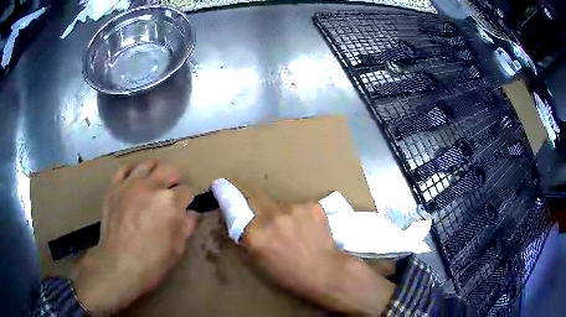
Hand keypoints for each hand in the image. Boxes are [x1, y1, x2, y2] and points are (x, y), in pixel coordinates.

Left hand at [71, 161, 198, 314]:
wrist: (118, 266)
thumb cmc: (151, 262)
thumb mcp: (177, 249)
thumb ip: (186, 227)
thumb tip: (192, 214)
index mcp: (170, 203)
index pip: (187, 191)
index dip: (188, 201)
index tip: (185, 209)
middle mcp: (151, 186)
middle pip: (170, 169)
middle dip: (175, 180)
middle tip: (173, 193)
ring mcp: (130, 184)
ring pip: (148, 164)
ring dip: (155, 172)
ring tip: (154, 184)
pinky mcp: (114, 187)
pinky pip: (125, 169)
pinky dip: (133, 171)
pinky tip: (135, 181)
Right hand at [213, 180, 394, 314]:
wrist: (325, 271)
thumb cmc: (288, 273)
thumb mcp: (258, 261)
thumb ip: (247, 238)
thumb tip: (241, 221)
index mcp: (255, 234)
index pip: (234, 205)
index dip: (225, 192)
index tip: (219, 183)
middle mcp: (271, 216)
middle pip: (255, 196)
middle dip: (253, 201)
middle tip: (262, 215)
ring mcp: (293, 208)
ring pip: (279, 203)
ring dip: (279, 213)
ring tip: (291, 230)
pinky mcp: (312, 205)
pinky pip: (297, 206)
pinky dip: (298, 215)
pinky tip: (306, 228)